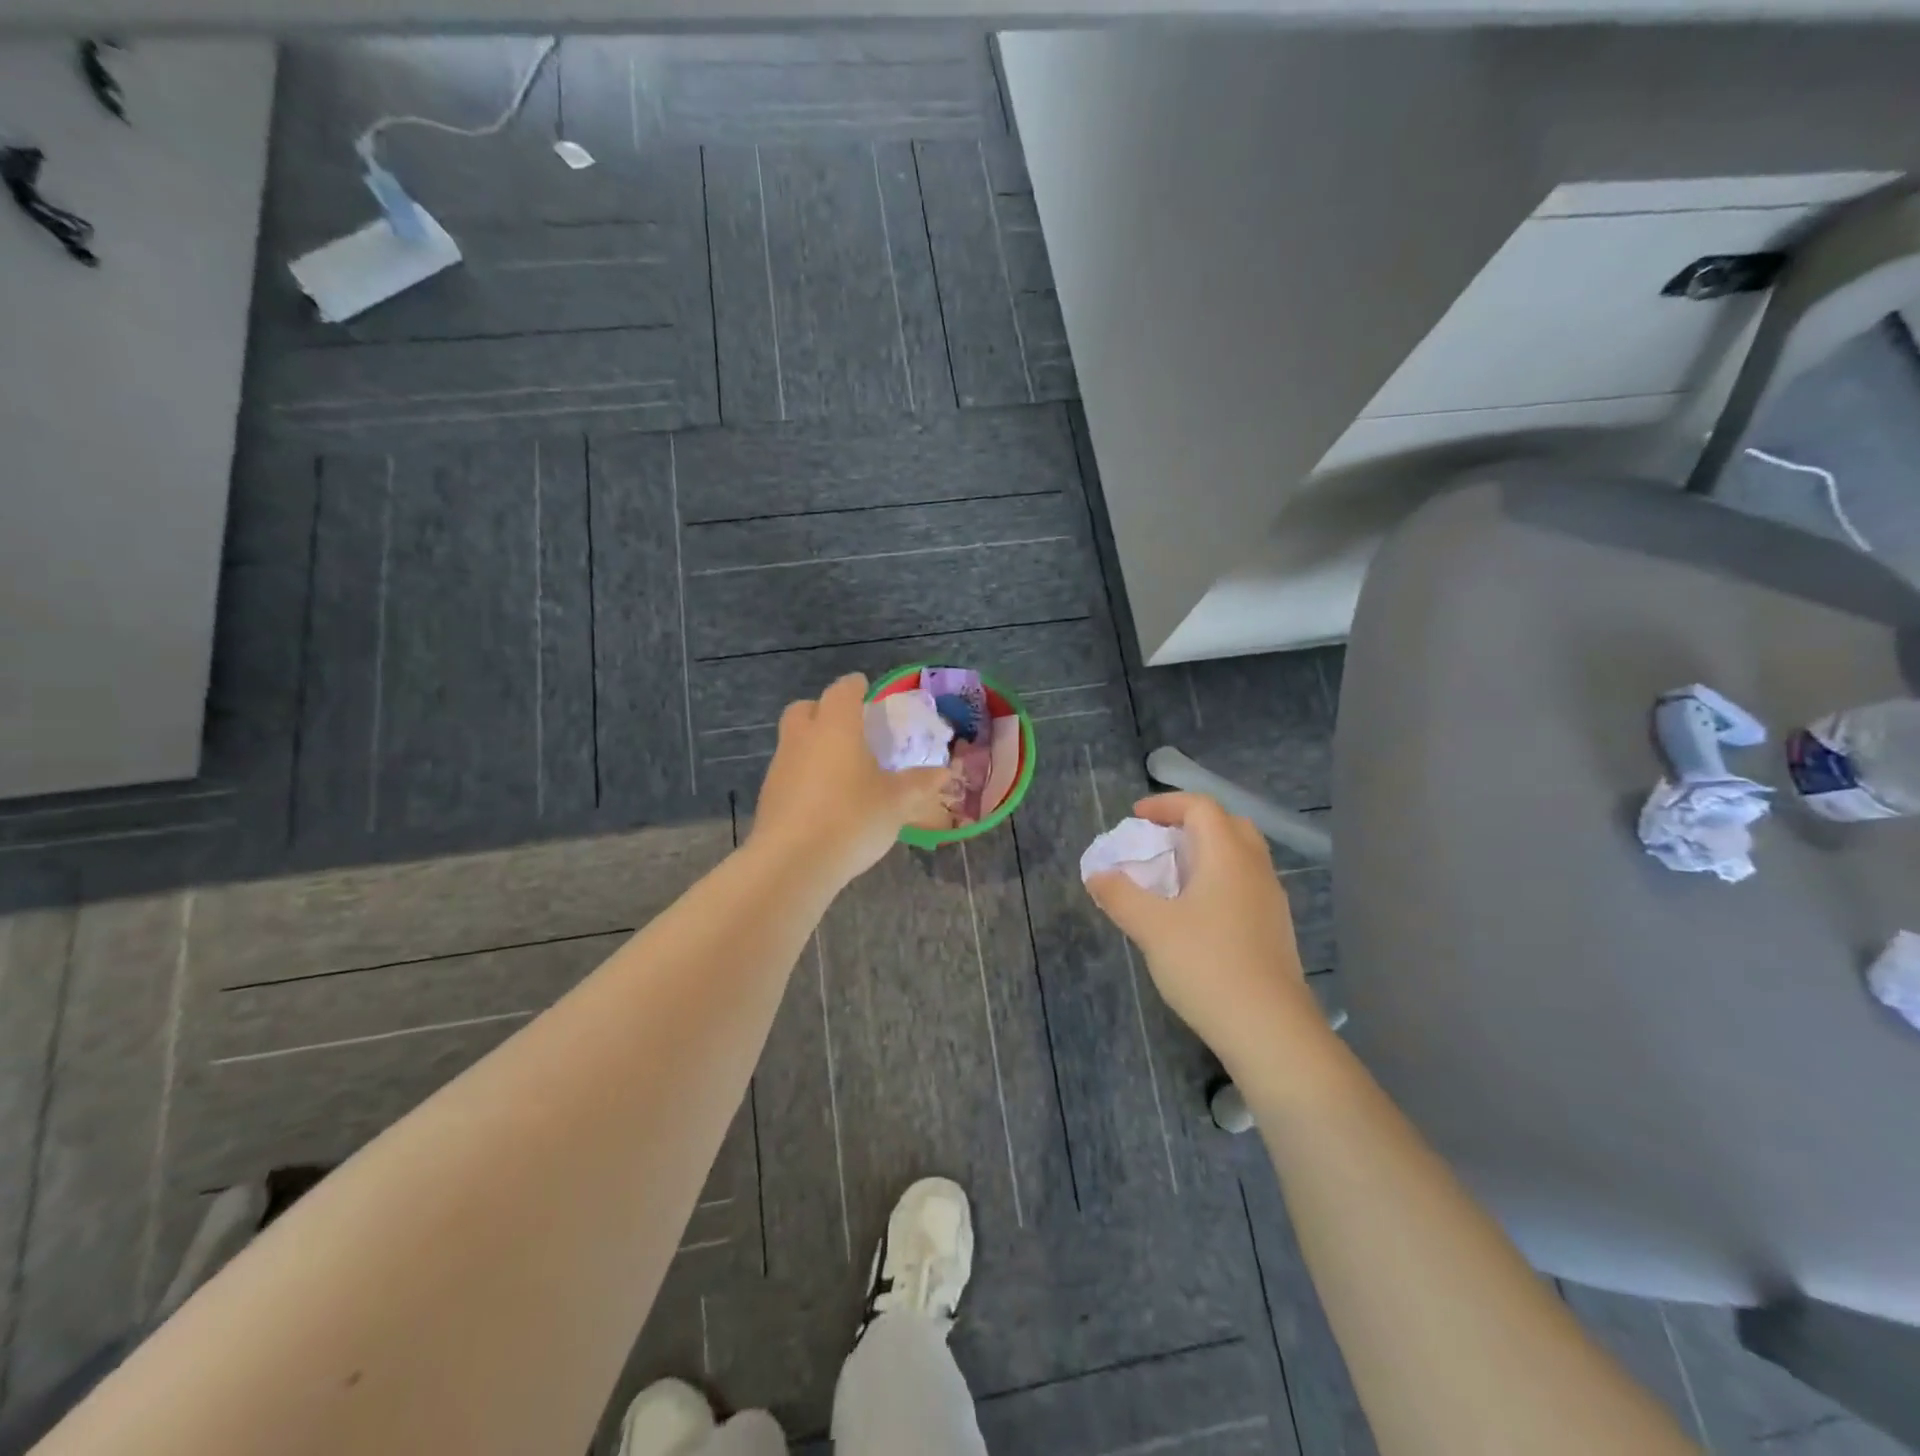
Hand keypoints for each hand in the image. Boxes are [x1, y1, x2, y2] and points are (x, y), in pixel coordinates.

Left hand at [750, 674, 953, 887]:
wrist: (792, 863)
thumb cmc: (852, 819)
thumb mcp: (897, 803)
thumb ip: (920, 783)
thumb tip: (944, 772)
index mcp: (836, 727)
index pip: (843, 690)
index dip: (856, 687)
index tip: (867, 690)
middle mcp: (803, 738)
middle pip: (806, 708)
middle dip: (825, 710)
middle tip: (850, 728)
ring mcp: (780, 766)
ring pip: (794, 740)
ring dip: (814, 744)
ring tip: (842, 769)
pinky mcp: (769, 796)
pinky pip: (789, 772)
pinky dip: (805, 775)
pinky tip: (825, 800)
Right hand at [1086, 793, 1323, 1072]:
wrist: (1269, 1029)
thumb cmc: (1207, 966)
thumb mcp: (1151, 928)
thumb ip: (1120, 895)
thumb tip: (1097, 874)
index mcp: (1228, 856)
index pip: (1201, 807)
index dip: (1166, 804)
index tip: (1136, 818)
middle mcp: (1256, 869)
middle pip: (1228, 824)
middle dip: (1191, 823)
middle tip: (1159, 840)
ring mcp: (1271, 900)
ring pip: (1241, 856)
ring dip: (1206, 852)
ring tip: (1173, 876)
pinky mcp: (1275, 929)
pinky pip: (1245, 884)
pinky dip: (1219, 880)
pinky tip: (1197, 913)